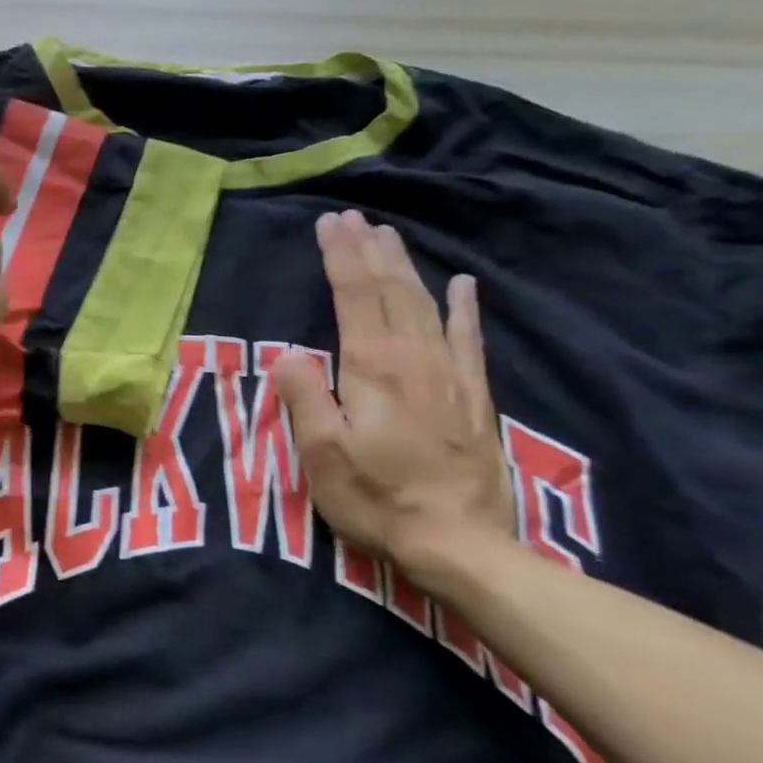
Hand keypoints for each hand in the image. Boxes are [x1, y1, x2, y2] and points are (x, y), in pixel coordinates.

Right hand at [273, 210, 516, 582]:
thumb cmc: (378, 498)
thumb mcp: (322, 454)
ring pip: (426, 305)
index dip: (341, 257)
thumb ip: (305, 396)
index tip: (328, 224)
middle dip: (369, 251)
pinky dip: (463, 308)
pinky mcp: (473, 397)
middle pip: (391, 291)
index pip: (354, 297)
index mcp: (373, 368)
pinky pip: (468, 339)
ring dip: (405, 267)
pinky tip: (462, 285)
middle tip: (354, 218)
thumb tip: (288, 353)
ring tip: (389, 236)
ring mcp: (450, 376)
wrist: (461, 544)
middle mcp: (414, 359)